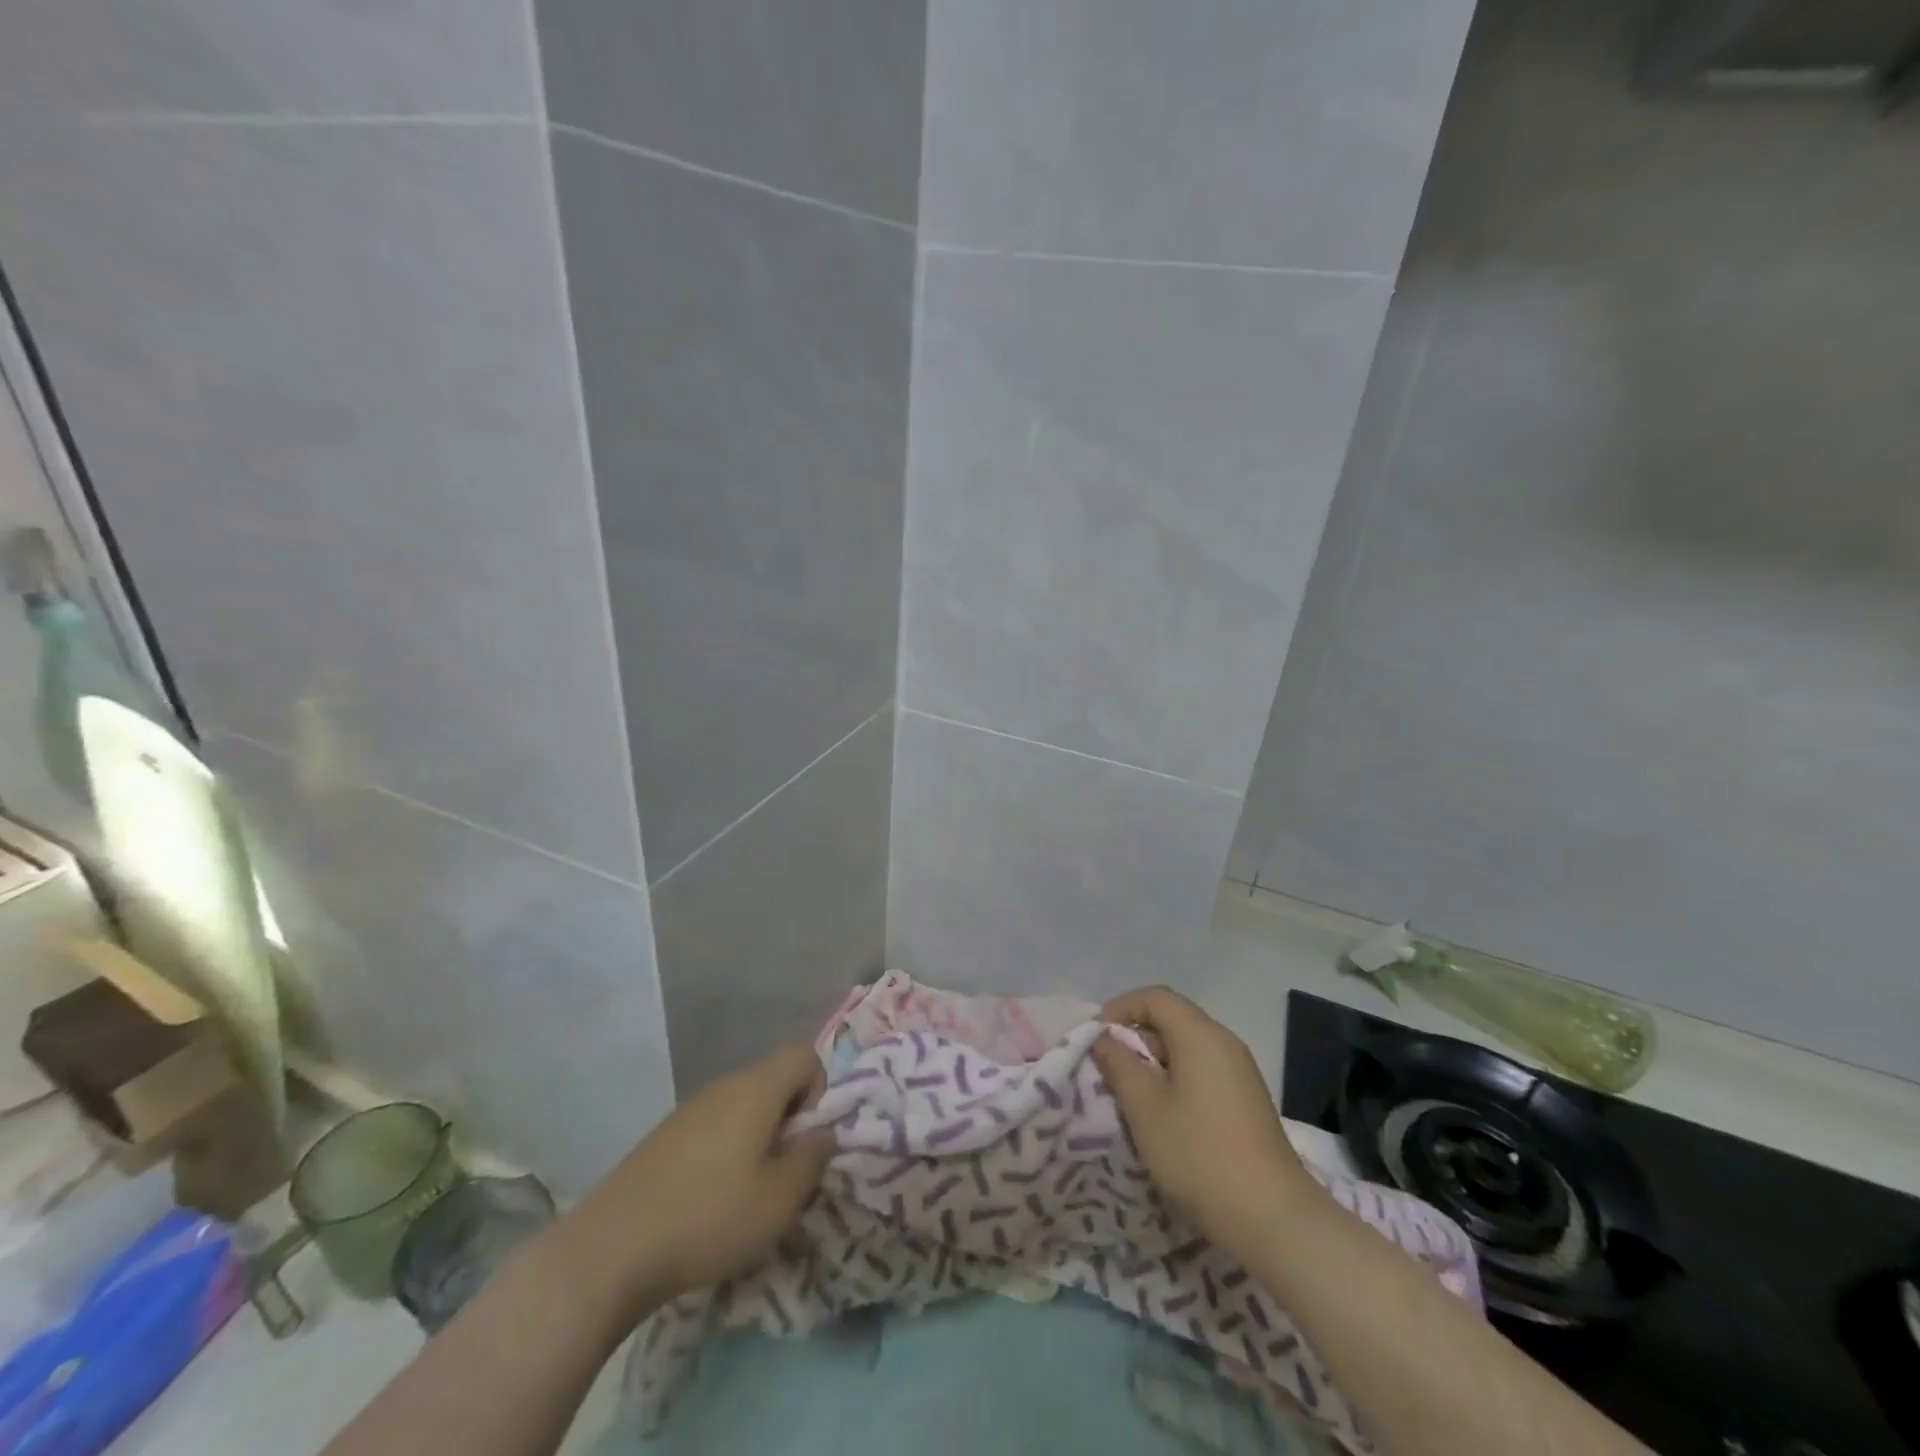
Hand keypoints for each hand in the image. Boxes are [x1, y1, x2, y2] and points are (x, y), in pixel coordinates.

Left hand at [575, 1043, 834, 1316]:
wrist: (610, 1251)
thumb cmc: (709, 1218)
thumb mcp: (780, 1199)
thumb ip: (813, 1158)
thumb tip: (822, 1133)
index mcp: (755, 1088)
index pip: (803, 1054)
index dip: (818, 1088)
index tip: (806, 1138)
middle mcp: (723, 1086)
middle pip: (773, 1080)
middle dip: (789, 1119)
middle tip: (782, 1173)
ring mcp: (689, 1109)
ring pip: (743, 1106)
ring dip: (757, 1138)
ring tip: (747, 1193)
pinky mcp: (664, 1137)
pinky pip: (713, 1127)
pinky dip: (726, 1151)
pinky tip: (709, 1201)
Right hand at [1092, 987, 1317, 1261]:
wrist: (1273, 1219)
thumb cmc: (1199, 1154)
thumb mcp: (1145, 1109)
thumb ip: (1119, 1065)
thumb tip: (1104, 1039)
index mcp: (1201, 1035)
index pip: (1155, 997)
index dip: (1121, 1008)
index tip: (1096, 1037)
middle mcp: (1224, 1043)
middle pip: (1172, 1020)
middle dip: (1135, 1037)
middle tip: (1107, 1069)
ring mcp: (1240, 1073)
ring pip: (1186, 1049)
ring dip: (1153, 1063)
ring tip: (1129, 1096)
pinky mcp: (1246, 1101)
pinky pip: (1201, 1072)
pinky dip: (1175, 1081)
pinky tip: (1162, 1117)